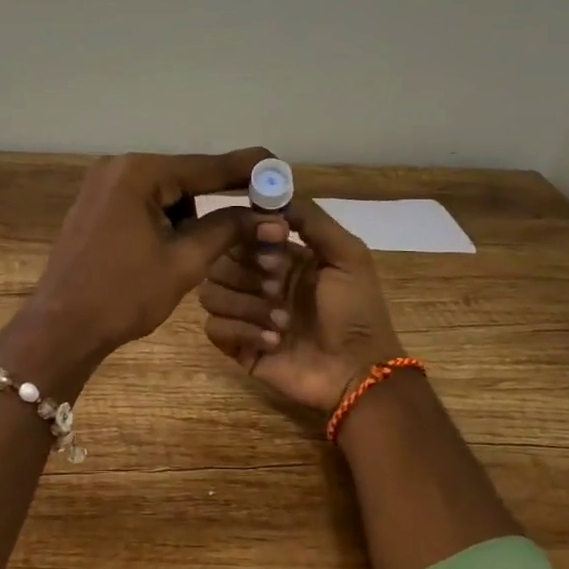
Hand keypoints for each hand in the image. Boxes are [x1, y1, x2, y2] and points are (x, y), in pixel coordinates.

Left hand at [0, 148, 274, 395]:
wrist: (61, 328)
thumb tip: (273, 217)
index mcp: (139, 173)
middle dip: (218, 199)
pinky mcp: (95, 206)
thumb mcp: (184, 261)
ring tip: (196, 253)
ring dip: (189, 216)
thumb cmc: (123, 295)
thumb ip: (228, 230)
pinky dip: (165, 221)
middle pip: (185, 177)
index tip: (281, 168)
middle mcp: (118, 168)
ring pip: (165, 193)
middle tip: (256, 218)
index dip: (248, 170)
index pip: (206, 167)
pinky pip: (143, 203)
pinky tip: (171, 249)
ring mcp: (102, 186)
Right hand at [199, 198, 405, 412]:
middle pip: (219, 262)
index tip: (274, 245)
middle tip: (278, 288)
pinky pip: (213, 328)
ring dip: (247, 305)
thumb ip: (313, 220)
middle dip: (247, 273)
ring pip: (211, 294)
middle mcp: (257, 283)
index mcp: (281, 259)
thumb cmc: (356, 311)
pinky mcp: (237, 347)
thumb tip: (274, 196)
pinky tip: (273, 342)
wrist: (358, 372)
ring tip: (282, 323)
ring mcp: (245, 316)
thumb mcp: (347, 256)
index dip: (250, 236)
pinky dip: (242, 332)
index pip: (241, 234)